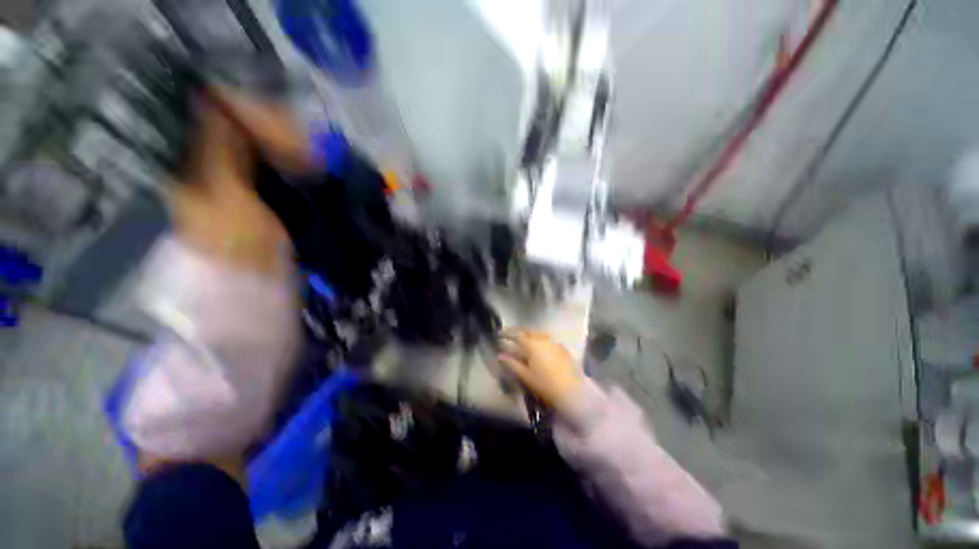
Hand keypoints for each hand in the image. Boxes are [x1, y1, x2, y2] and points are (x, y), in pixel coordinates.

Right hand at [498, 329, 583, 414]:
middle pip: (528, 331)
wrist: (572, 391)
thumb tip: (500, 355)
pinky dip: (540, 340)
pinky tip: (540, 348)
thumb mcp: (525, 376)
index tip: (499, 334)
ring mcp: (554, 343)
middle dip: (518, 331)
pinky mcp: (563, 349)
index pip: (516, 334)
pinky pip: (548, 340)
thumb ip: (511, 363)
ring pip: (539, 334)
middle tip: (510, 334)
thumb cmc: (545, 384)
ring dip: (529, 334)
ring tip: (524, 340)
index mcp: (532, 345)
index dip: (506, 333)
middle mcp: (543, 340)